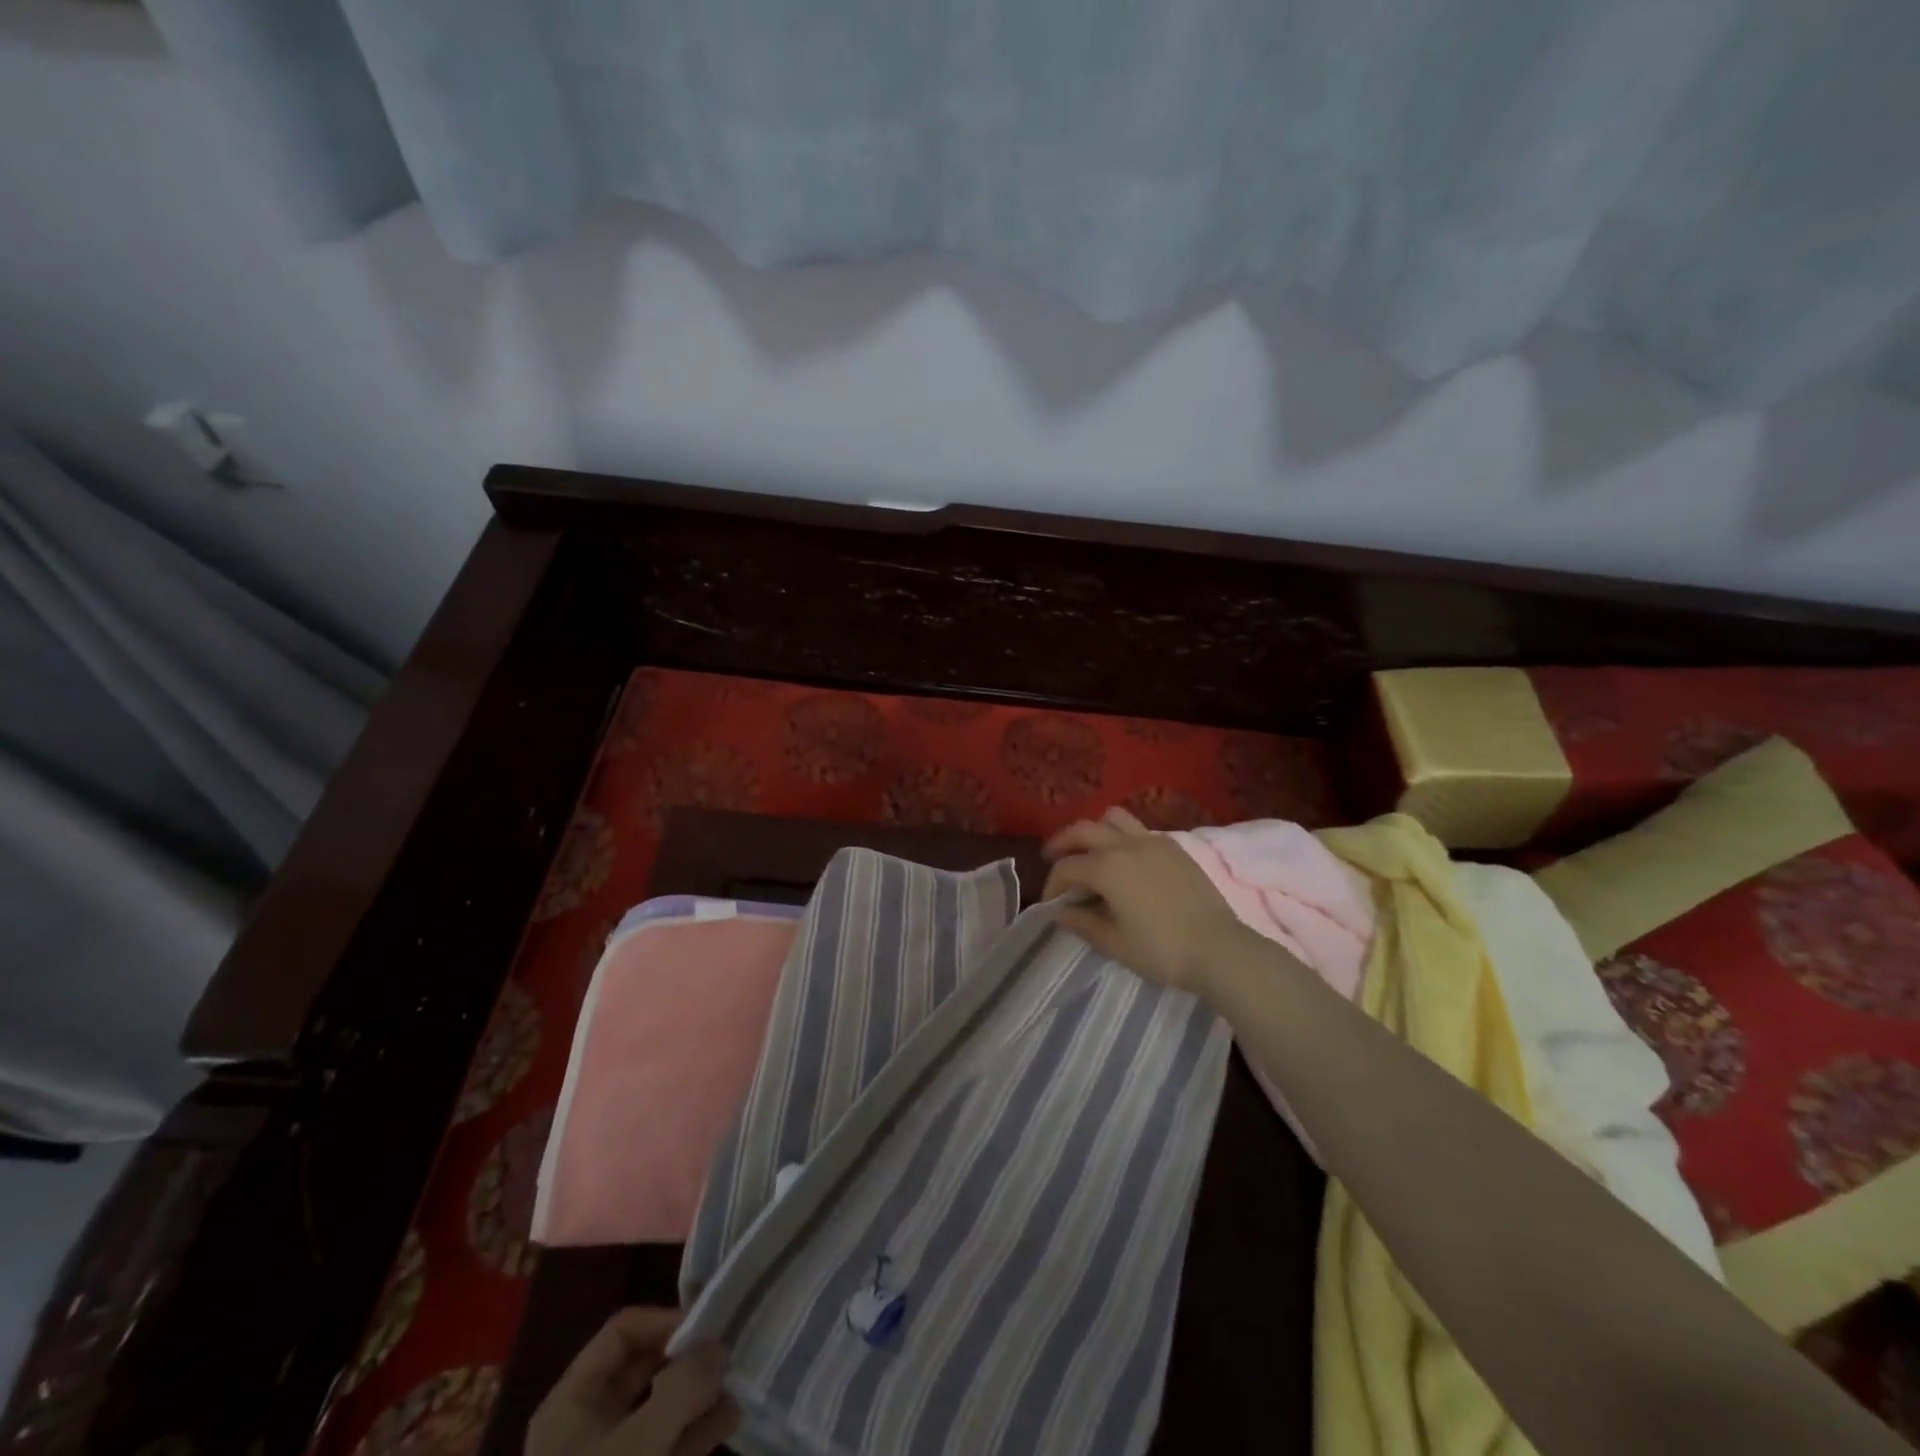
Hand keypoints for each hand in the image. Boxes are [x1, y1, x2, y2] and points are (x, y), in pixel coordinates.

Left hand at [526, 1308, 736, 1455]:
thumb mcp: (641, 1444)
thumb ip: (685, 1385)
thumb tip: (719, 1345)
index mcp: (573, 1402)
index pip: (623, 1333)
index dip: (665, 1322)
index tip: (708, 1333)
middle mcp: (588, 1424)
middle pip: (644, 1369)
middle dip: (689, 1361)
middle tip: (731, 1356)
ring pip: (660, 1409)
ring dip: (699, 1396)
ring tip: (739, 1387)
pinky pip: (667, 1447)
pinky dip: (696, 1433)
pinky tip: (729, 1421)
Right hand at [1041, 807, 1250, 996]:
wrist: (1219, 949)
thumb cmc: (1162, 950)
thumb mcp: (1115, 943)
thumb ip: (1083, 924)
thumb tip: (1061, 913)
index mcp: (1107, 867)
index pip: (1067, 868)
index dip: (1052, 885)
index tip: (1050, 904)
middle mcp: (1126, 844)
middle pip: (1084, 830)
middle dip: (1063, 842)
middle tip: (1053, 857)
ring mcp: (1153, 841)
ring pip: (1113, 818)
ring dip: (1094, 830)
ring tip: (1089, 850)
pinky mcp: (1174, 848)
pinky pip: (1139, 829)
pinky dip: (1122, 836)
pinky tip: (1125, 861)